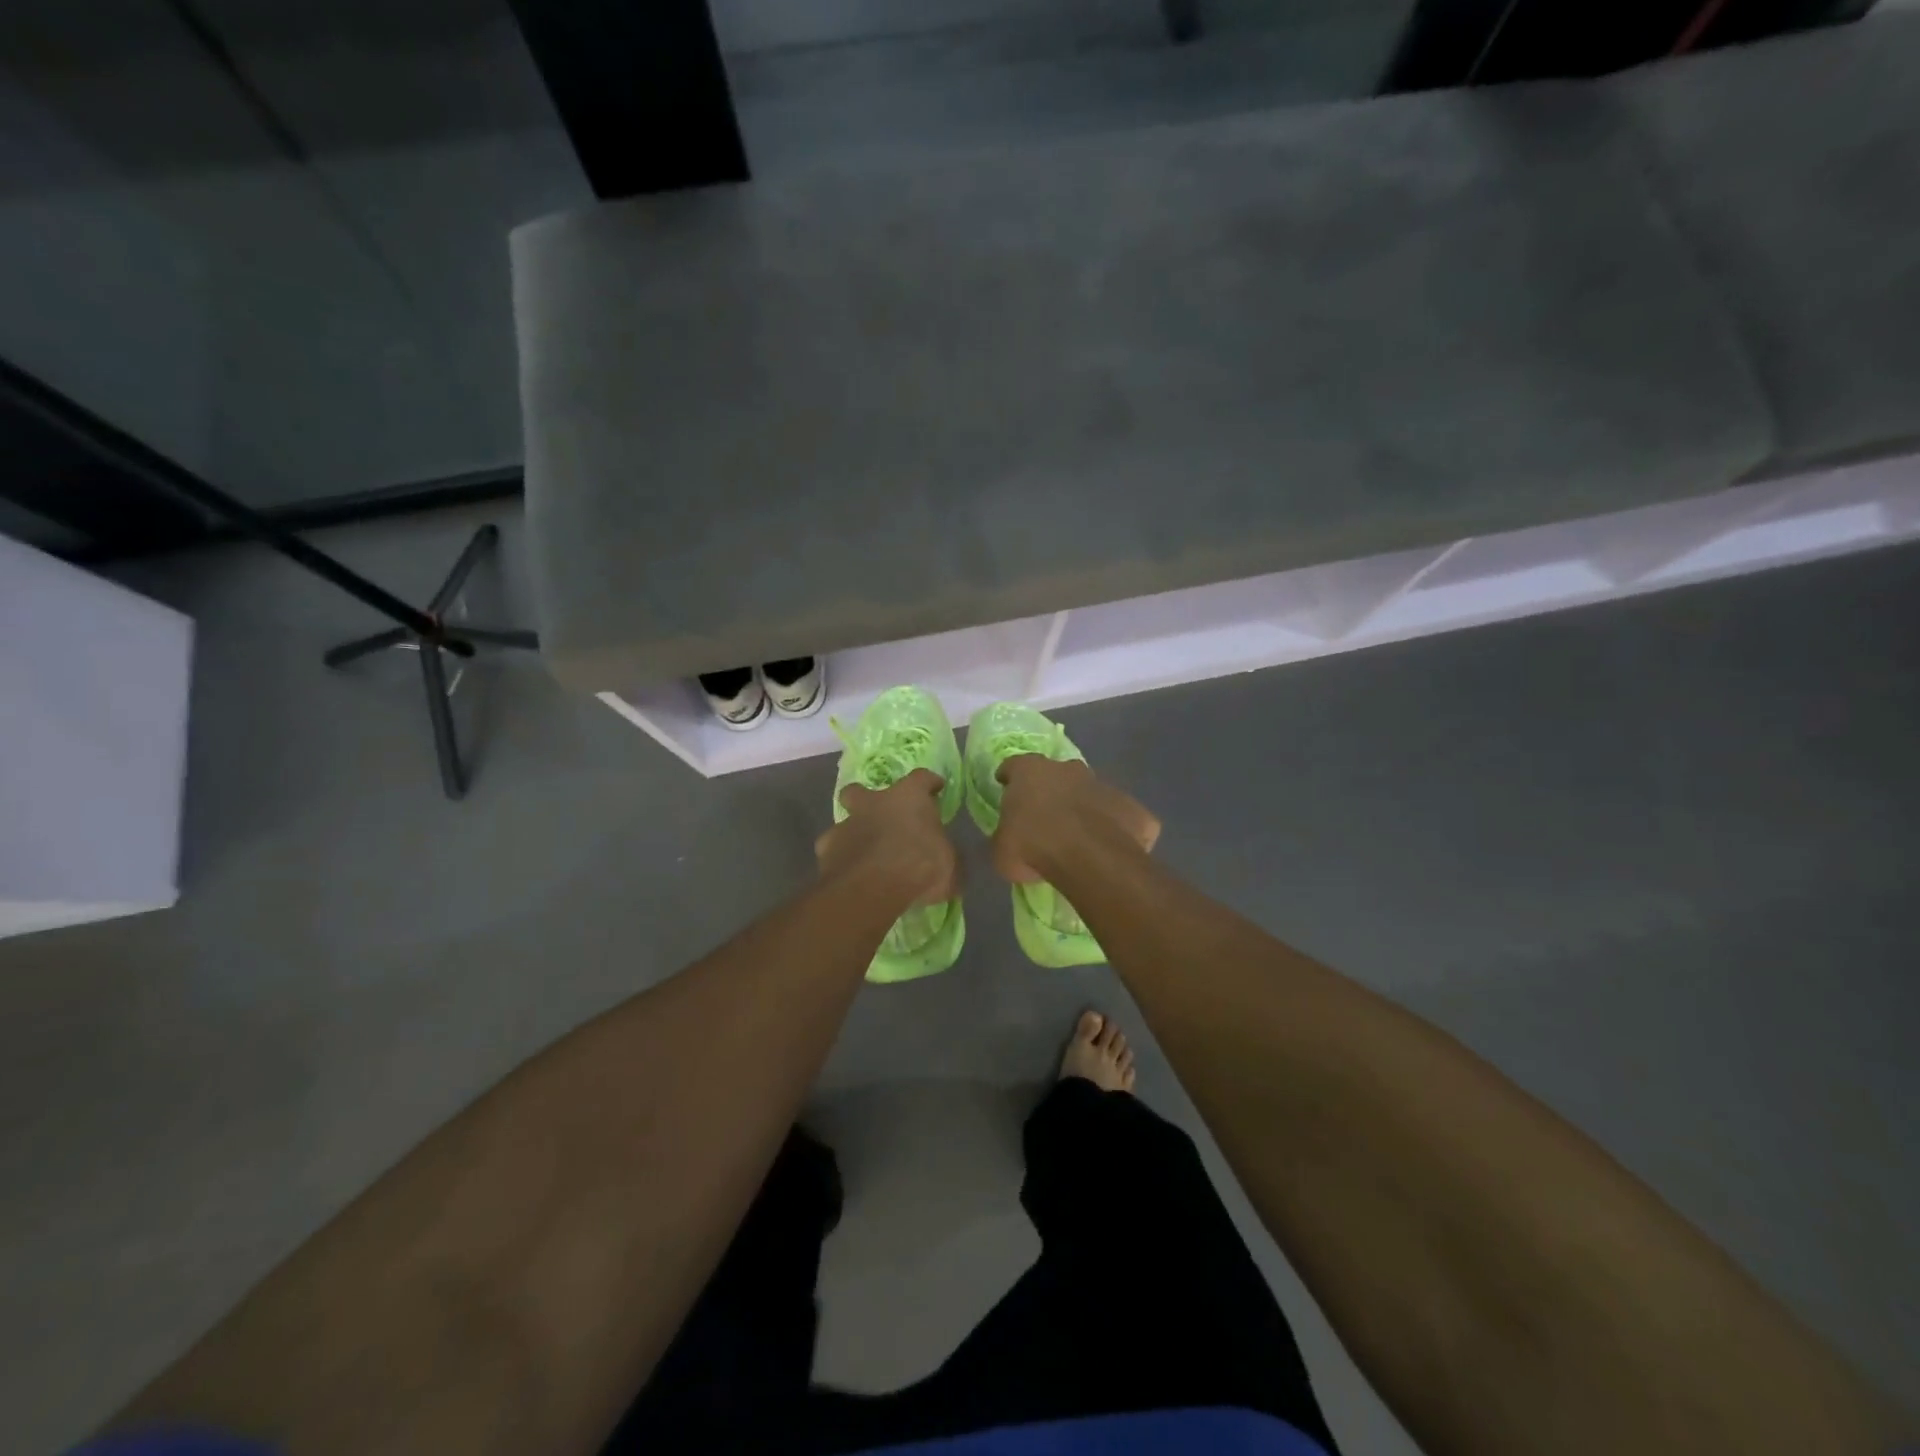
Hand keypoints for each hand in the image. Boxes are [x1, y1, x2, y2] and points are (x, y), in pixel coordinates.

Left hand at [815, 768, 958, 907]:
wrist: (874, 886)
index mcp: (909, 797)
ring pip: (844, 823)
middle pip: (861, 790)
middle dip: (866, 799)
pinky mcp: (826, 850)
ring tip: (863, 856)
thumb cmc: (920, 865)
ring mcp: (846, 825)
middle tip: (878, 816)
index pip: (921, 778)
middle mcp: (873, 803)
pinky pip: (833, 852)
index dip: (929, 783)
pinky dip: (840, 861)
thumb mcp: (950, 866)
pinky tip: (849, 875)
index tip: (935, 788)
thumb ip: (946, 859)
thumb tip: (949, 865)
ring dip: (853, 835)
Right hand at [991, 756, 1158, 884]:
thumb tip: (1008, 839)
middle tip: (1045, 816)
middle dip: (1052, 790)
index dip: (1009, 776)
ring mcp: (1104, 785)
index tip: (1005, 786)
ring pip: (1090, 793)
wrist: (1090, 859)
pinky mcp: (1133, 808)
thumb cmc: (1034, 847)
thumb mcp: (1001, 850)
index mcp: (1030, 771)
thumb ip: (1005, 837)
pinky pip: (1120, 817)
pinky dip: (1114, 829)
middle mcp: (1069, 769)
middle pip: (1057, 774)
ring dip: (1084, 808)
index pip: (1013, 765)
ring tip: (1079, 837)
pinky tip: (1108, 850)